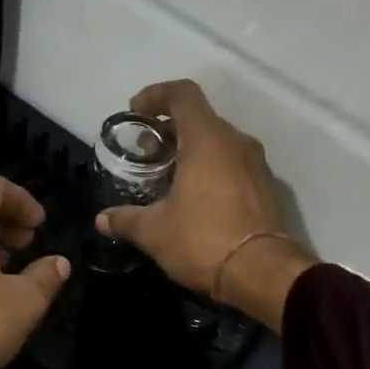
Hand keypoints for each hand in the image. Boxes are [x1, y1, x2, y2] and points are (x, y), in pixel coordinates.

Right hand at [96, 80, 315, 330]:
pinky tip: (195, 200)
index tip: (135, 112)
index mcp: (207, 139)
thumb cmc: (203, 240)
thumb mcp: (154, 232)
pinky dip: (211, 171)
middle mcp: (236, 142)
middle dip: (169, 131)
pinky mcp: (267, 188)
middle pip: (200, 119)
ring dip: (191, 152)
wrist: (263, 274)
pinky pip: (233, 165)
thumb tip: (102, 220)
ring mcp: (256, 165)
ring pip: (218, 143)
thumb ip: (126, 219)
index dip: (155, 95)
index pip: (182, 94)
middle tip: (146, 155)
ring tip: (167, 180)